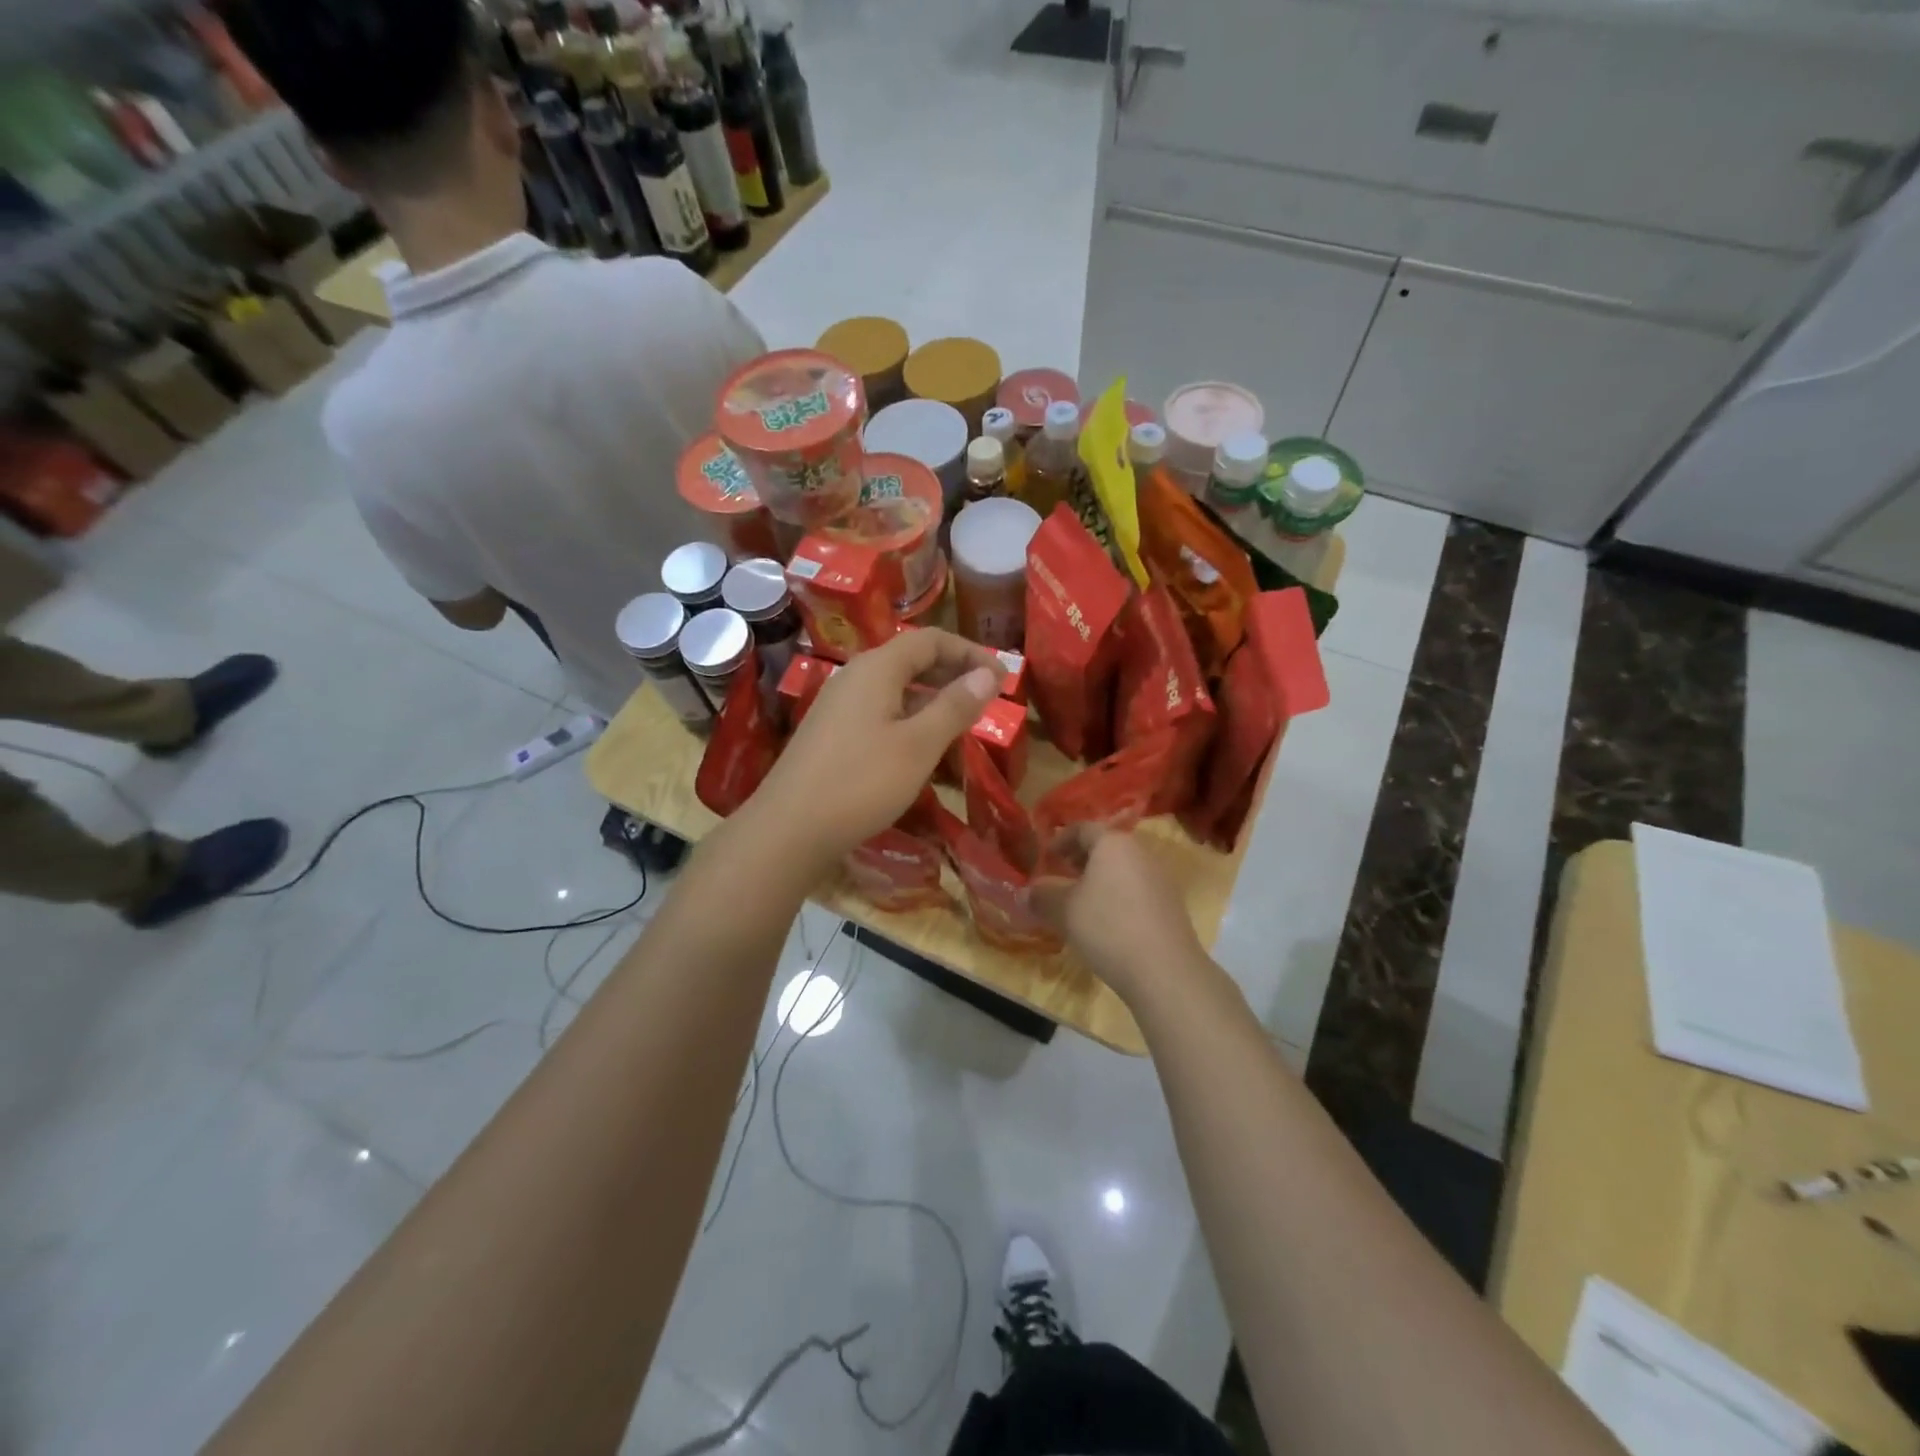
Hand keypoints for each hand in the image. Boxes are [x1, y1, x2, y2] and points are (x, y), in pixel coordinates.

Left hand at [744, 629, 1000, 873]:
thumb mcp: (918, 745)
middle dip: (953, 672)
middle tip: (988, 697)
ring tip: (962, 720)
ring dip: (932, 696)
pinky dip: (909, 715)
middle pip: (911, 658)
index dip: (971, 653)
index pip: (931, 640)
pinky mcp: (831, 732)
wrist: (789, 829)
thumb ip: (955, 706)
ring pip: (895, 686)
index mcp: (877, 669)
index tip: (1003, 678)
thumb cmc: (861, 783)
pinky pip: (879, 709)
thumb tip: (988, 674)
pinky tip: (921, 744)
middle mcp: (854, 676)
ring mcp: (838, 704)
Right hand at [1032, 827, 1205, 1005]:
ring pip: (1122, 868)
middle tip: (1061, 875)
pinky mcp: (1171, 904)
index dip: (1060, 839)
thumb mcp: (1063, 911)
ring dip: (1099, 878)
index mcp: (1113, 843)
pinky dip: (1117, 895)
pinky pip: (1136, 888)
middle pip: (1106, 846)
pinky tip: (1107, 921)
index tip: (1046, 857)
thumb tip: (1025, 893)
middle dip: (1080, 858)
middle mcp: (1140, 852)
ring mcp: (1160, 878)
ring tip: (1080, 901)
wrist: (1165, 970)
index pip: (1083, 828)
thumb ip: (1042, 896)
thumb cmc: (1107, 927)